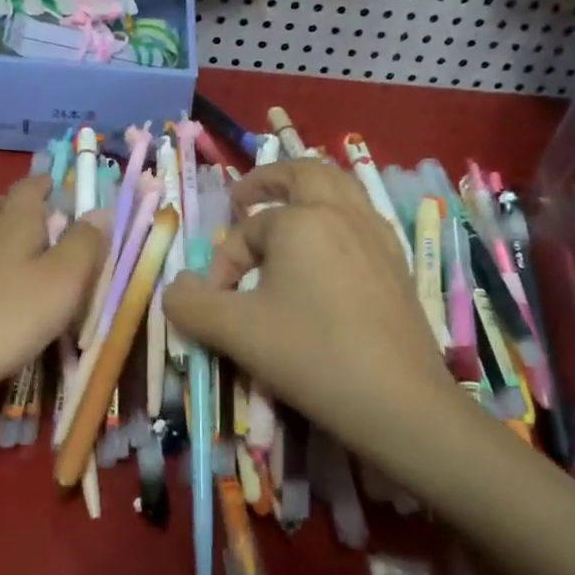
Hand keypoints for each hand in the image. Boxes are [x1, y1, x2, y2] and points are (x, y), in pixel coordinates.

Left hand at [0, 176, 105, 404]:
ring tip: (3, 245)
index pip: (30, 187)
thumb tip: (100, 210)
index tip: (60, 187)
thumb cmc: (6, 314)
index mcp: (15, 220)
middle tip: (39, 222)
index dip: (46, 184)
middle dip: (17, 205)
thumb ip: (85, 243)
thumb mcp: (63, 281)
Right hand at [163, 159, 455, 449]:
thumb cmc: (311, 354)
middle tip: (244, 197)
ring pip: (341, 190)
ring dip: (308, 192)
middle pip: (304, 174)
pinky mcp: (398, 264)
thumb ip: (191, 305)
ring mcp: (378, 237)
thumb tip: (175, 288)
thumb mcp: (235, 331)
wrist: (398, 401)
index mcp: (301, 220)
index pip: (248, 230)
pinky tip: (328, 251)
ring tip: (286, 212)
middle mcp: (343, 214)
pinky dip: (337, 218)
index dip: (224, 262)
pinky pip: (363, 220)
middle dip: (268, 180)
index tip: (218, 302)